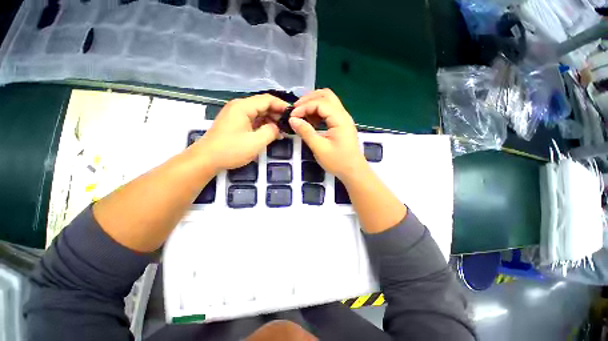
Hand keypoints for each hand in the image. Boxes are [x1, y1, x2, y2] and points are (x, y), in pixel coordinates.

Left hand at [194, 94, 288, 171]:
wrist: (206, 159)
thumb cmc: (231, 150)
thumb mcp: (256, 142)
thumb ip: (271, 131)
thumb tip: (277, 128)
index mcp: (243, 107)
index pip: (267, 99)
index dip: (282, 106)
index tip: (293, 115)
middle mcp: (239, 107)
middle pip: (263, 105)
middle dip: (277, 114)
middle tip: (289, 125)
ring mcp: (236, 115)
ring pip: (258, 113)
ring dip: (271, 121)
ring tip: (282, 131)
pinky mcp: (235, 123)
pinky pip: (253, 120)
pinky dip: (263, 125)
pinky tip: (271, 133)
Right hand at [289, 89, 366, 180]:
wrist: (353, 171)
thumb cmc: (337, 161)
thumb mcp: (319, 148)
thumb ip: (306, 132)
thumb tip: (292, 119)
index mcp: (339, 119)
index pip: (320, 103)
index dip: (304, 107)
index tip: (292, 116)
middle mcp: (343, 114)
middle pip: (326, 95)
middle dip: (309, 99)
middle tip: (296, 109)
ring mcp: (343, 119)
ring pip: (328, 102)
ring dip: (314, 104)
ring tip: (302, 114)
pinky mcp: (341, 124)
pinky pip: (329, 111)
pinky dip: (318, 111)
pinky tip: (311, 120)